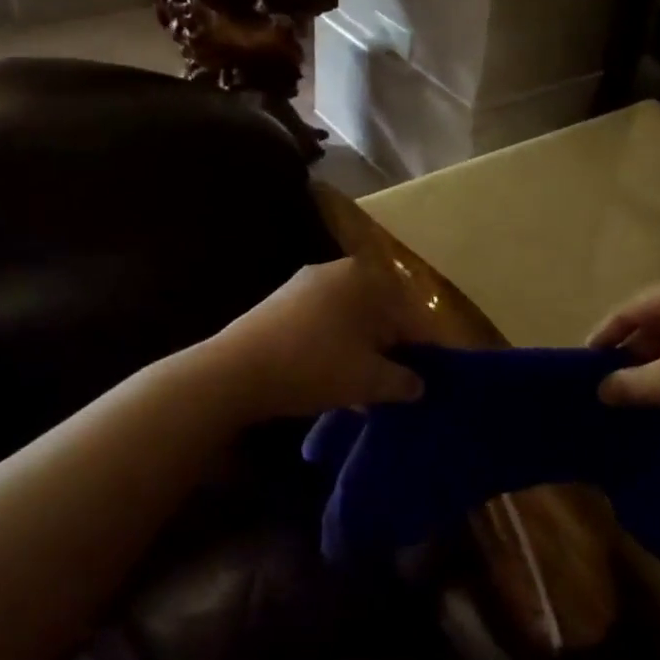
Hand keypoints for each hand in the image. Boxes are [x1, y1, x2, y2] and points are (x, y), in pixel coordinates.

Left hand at [209, 258, 424, 419]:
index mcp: (366, 278)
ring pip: (348, 319)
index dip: (421, 348)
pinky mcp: (278, 303)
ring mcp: (303, 284)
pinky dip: (332, 347)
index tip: (424, 376)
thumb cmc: (315, 366)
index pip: (408, 313)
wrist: (234, 372)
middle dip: (388, 348)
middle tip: (393, 383)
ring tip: (362, 388)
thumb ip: (402, 381)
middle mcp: (337, 271)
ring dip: (360, 350)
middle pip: (378, 312)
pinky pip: (321, 323)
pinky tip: (330, 379)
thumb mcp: (368, 381)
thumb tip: (419, 385)